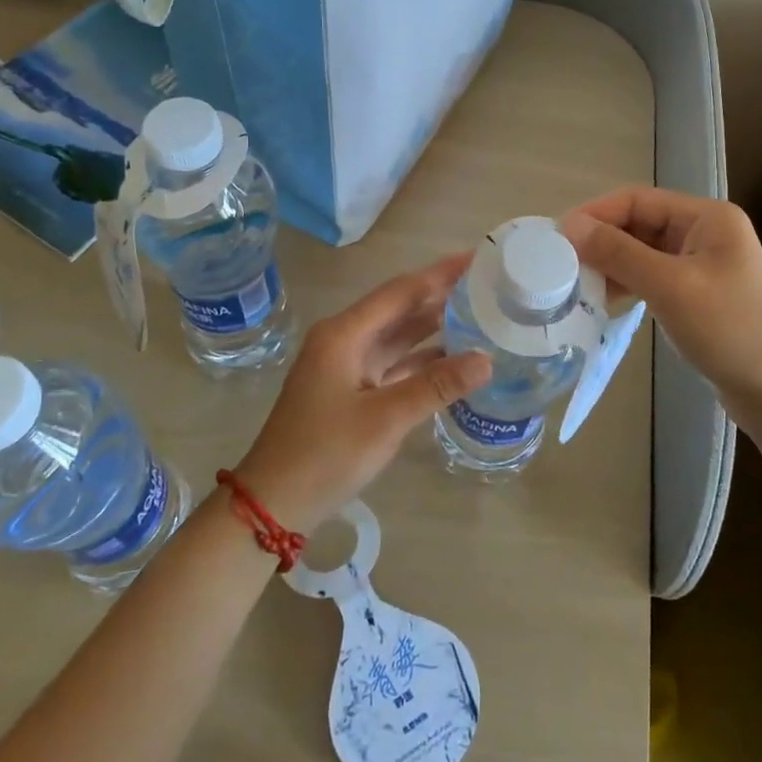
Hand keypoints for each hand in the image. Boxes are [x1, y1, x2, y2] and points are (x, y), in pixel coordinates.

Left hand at [234, 254, 491, 532]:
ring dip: (435, 328)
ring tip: (480, 315)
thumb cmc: (325, 454)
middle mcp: (345, 340)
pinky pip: (394, 364)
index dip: (440, 274)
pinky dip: (423, 361)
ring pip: (398, 338)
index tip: (476, 257)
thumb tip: (487, 359)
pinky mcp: (352, 391)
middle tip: (487, 285)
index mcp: (345, 334)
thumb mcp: (385, 419)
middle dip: (441, 296)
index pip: (401, 291)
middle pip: (400, 309)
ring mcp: (347, 367)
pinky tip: (455, 361)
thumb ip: (436, 386)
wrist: (274, 504)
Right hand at [563, 188, 761, 449]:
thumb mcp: (671, 287)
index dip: (595, 214)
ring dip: (610, 264)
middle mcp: (704, 233)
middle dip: (600, 241)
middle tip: (560, 265)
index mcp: (707, 218)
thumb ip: (619, 253)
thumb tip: (570, 225)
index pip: (637, 200)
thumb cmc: (732, 331)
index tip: (557, 238)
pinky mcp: (696, 294)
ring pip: (641, 252)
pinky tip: (604, 300)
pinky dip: (626, 284)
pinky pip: (651, 277)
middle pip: (638, 224)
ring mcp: (701, 265)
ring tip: (576, 286)